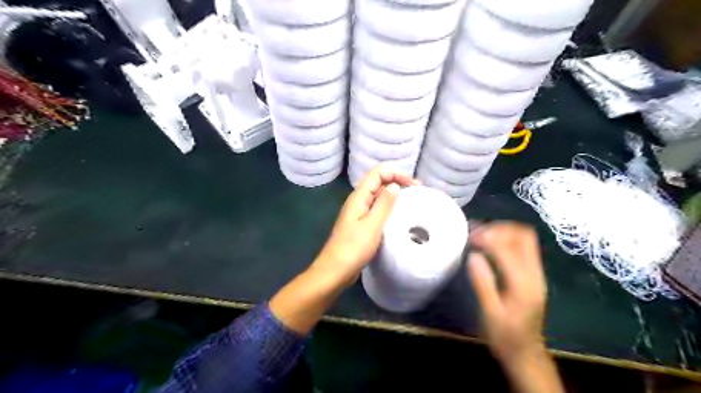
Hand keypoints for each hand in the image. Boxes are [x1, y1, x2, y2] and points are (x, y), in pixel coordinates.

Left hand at [315, 165, 417, 286]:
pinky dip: (390, 208)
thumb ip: (384, 204)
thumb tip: (394, 185)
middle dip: (398, 181)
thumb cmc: (353, 248)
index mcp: (359, 197)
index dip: (397, 173)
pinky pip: (377, 209)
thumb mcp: (372, 225)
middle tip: (418, 192)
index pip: (378, 172)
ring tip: (412, 202)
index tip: (414, 185)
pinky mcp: (362, 224)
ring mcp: (359, 213)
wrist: (335, 271)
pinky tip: (399, 216)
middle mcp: (358, 201)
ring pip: (379, 195)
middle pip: (379, 181)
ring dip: (395, 195)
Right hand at [464, 223, 547, 363]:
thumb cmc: (505, 336)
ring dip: (503, 232)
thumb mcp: (490, 313)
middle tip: (477, 233)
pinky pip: (522, 248)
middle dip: (499, 228)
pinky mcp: (532, 275)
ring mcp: (536, 273)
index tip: (470, 237)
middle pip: (524, 236)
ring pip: (525, 239)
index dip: (489, 237)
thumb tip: (473, 256)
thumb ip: (483, 284)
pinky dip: (506, 240)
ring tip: (481, 236)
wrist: (526, 353)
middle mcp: (534, 274)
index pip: (509, 248)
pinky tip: (489, 246)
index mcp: (523, 284)